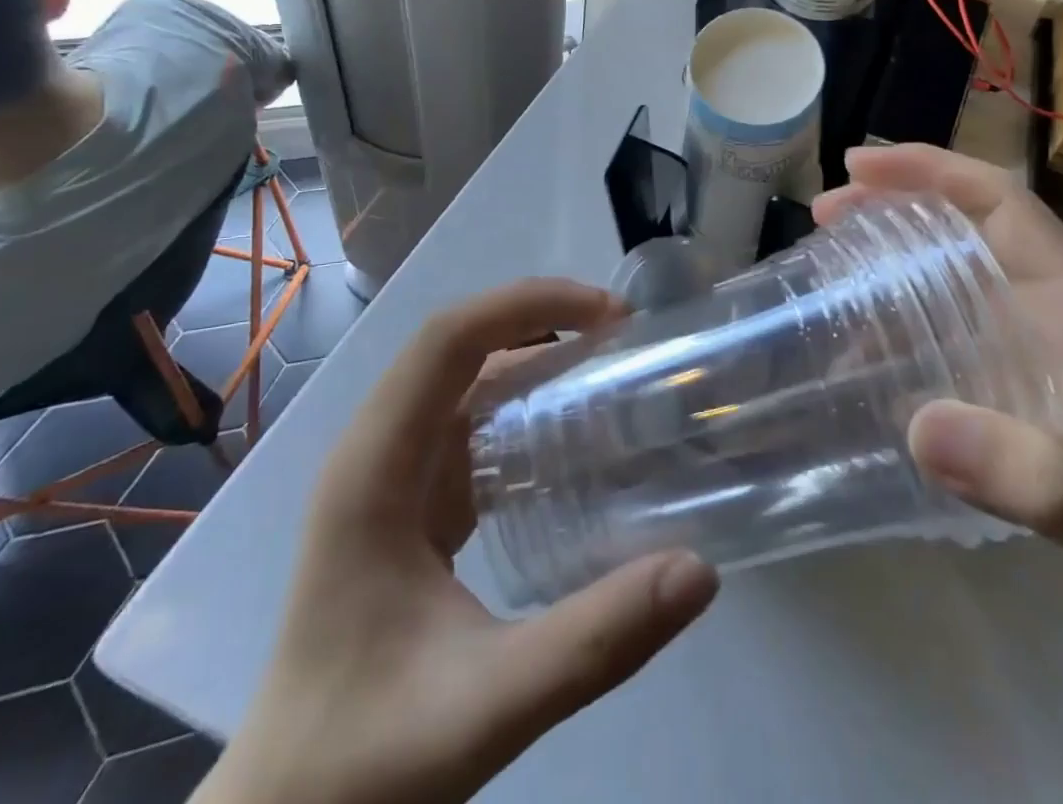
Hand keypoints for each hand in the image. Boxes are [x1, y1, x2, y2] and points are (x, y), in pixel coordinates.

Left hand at [198, 280, 718, 803]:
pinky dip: (526, 410)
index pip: (447, 340)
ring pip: (467, 383)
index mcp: (374, 470)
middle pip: (461, 348)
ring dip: (536, 361)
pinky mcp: (410, 506)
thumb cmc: (362, 764)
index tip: (608, 316)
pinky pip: (473, 428)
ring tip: (612, 372)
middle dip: (543, 322)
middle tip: (626, 338)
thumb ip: (596, 641)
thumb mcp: (488, 706)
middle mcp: (376, 453)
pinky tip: (574, 440)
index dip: (527, 304)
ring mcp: (390, 477)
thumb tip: (699, 570)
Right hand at [813, 145, 1062, 660]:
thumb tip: (919, 426)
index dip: (930, 171)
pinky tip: (859, 348)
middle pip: (967, 220)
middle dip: (895, 201)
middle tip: (826, 212)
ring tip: (829, 265)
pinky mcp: (1020, 377)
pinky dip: (898, 316)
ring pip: (953, 266)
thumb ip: (1034, 477)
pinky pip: (948, 319)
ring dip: (890, 253)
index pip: (1001, 203)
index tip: (857, 168)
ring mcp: (1037, 340)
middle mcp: (1054, 305)